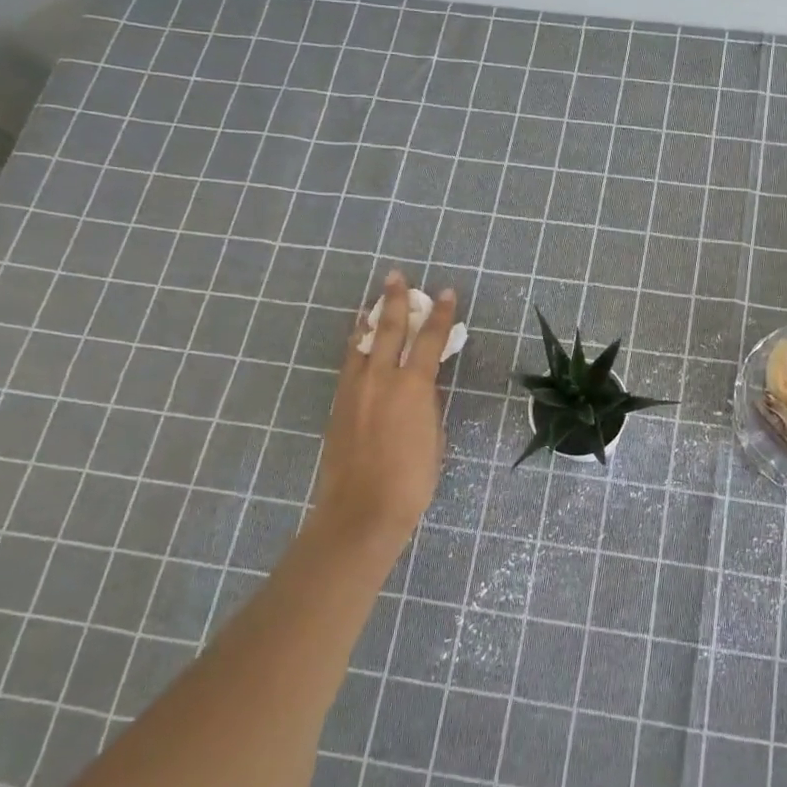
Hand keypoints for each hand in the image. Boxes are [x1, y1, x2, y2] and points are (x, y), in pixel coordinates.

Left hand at [308, 270, 457, 547]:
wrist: (361, 509)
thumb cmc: (411, 479)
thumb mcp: (434, 437)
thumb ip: (428, 406)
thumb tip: (421, 390)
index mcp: (412, 386)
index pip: (430, 340)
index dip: (441, 315)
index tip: (447, 294)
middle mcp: (381, 378)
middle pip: (388, 329)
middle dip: (395, 301)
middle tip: (397, 277)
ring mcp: (355, 390)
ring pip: (360, 343)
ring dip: (369, 319)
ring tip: (372, 302)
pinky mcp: (339, 405)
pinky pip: (349, 363)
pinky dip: (355, 345)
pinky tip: (357, 341)